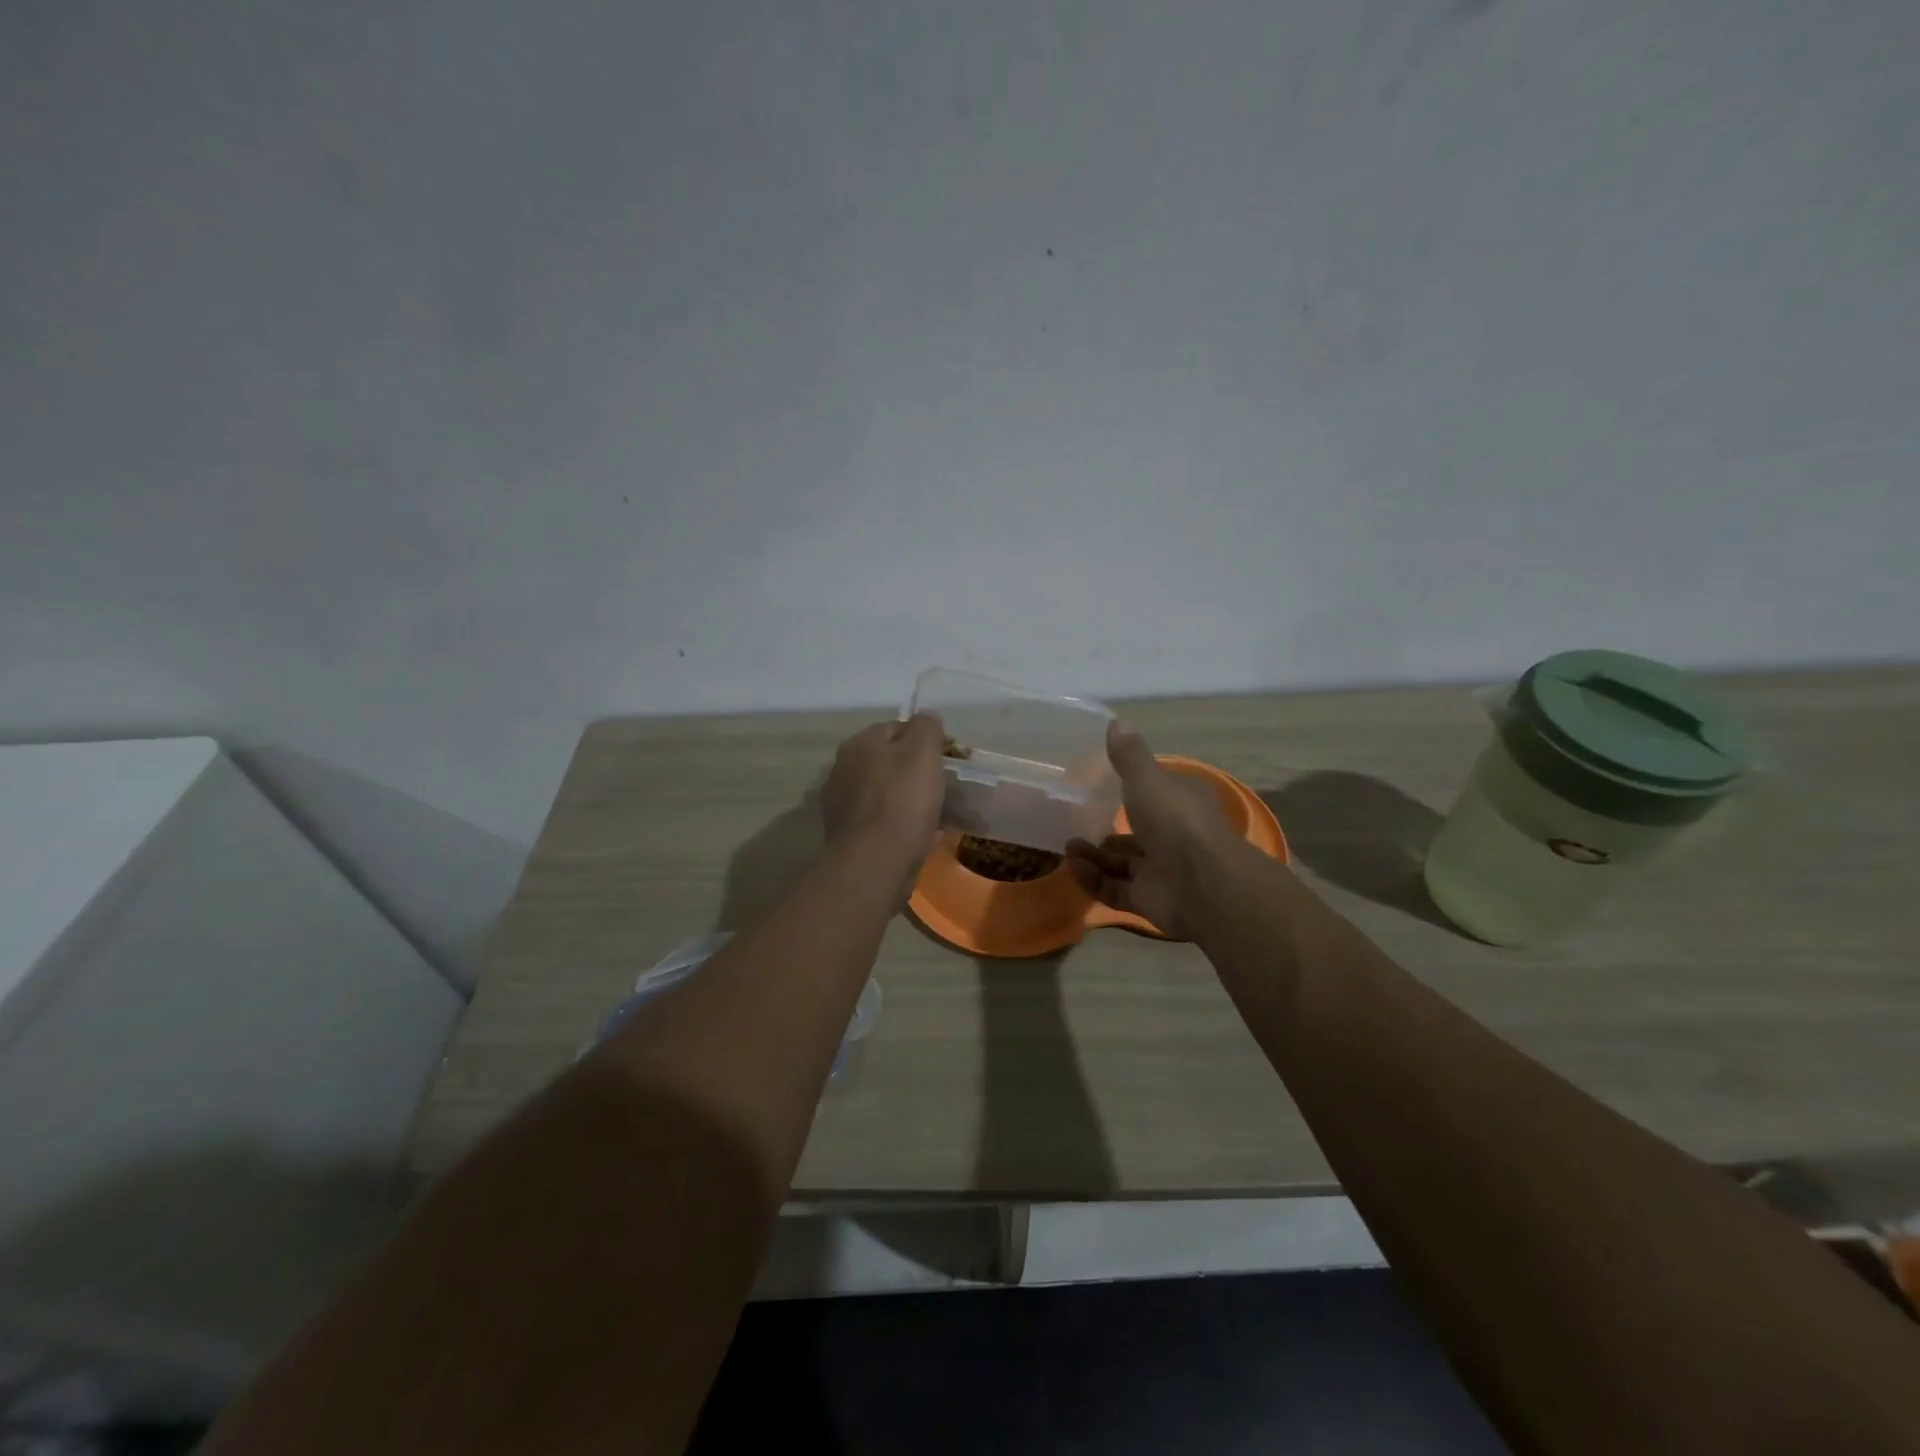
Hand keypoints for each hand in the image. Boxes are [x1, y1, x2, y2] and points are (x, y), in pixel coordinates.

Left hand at [820, 711, 946, 893]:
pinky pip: (882, 822)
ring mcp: (842, 804)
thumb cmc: (902, 801)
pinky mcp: (848, 836)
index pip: (895, 727)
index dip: (923, 739)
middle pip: (887, 762)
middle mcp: (843, 769)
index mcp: (859, 744)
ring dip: (907, 799)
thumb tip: (927, 716)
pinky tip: (922, 837)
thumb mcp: (924, 753)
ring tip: (935, 813)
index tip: (945, 757)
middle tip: (941, 785)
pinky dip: (900, 825)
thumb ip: (927, 727)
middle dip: (912, 771)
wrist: (875, 863)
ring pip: (884, 793)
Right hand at [1066, 720, 1244, 939]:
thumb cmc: (1175, 820)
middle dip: (1104, 829)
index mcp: (1180, 802)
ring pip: (1122, 862)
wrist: (1201, 883)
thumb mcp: (1147, 779)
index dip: (1131, 789)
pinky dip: (1093, 879)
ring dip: (1093, 855)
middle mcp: (1173, 835)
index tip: (1099, 786)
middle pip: (1135, 831)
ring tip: (1067, 847)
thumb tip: (1116, 721)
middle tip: (1073, 823)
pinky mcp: (1149, 899)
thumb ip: (1129, 755)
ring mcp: (1161, 870)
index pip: (1154, 792)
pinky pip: (1115, 888)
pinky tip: (1073, 867)